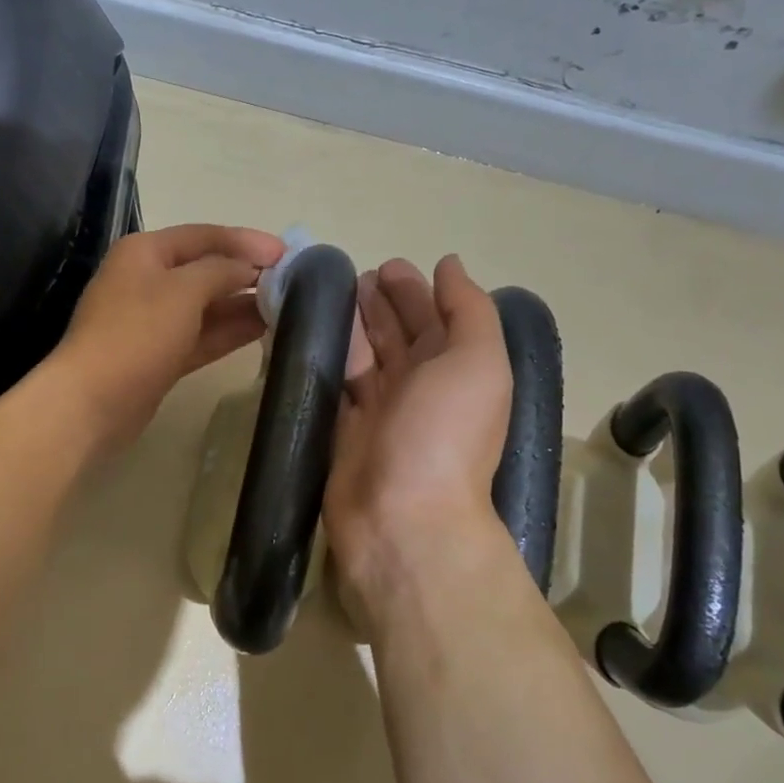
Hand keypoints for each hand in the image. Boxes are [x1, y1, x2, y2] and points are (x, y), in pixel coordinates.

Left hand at [49, 223, 285, 452]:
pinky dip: (230, 331)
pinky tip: (265, 330)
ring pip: (207, 305)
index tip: (287, 254)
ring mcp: (153, 321)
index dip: (247, 241)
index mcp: (146, 252)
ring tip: (288, 306)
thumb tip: (250, 269)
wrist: (93, 402)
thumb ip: (222, 271)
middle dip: (247, 273)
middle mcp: (148, 280)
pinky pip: (202, 335)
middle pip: (206, 269)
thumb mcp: (183, 290)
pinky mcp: (161, 356)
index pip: (205, 236)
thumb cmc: (137, 334)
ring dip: (243, 304)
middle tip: (294, 282)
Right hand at [324, 255, 518, 639]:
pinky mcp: (343, 429)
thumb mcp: (478, 361)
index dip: (415, 292)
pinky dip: (322, 357)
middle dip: (381, 305)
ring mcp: (380, 410)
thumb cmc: (445, 433)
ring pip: (364, 357)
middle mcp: (421, 388)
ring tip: (328, 296)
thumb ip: (468, 310)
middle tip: (353, 276)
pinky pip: (332, 383)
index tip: (387, 266)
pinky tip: (305, 334)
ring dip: (351, 326)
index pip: (436, 320)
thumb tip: (449, 266)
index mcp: (457, 370)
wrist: (403, 516)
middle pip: (398, 336)